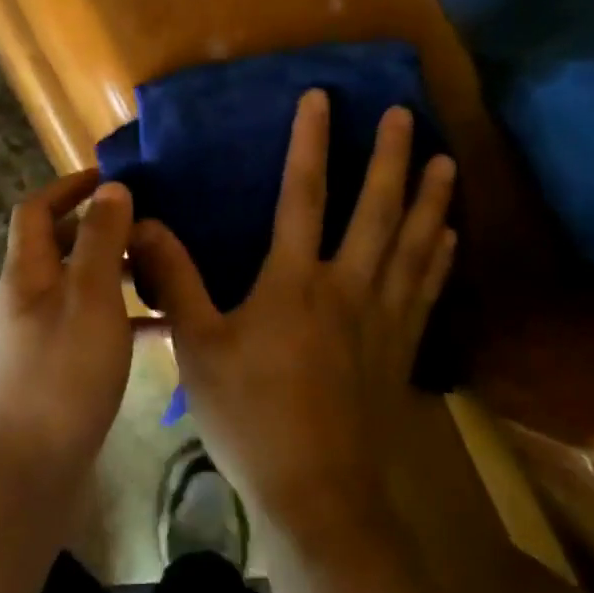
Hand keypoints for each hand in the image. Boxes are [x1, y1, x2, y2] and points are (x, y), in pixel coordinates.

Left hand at [0, 169, 135, 494]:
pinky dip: (125, 315)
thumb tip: (112, 189)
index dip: (71, 186)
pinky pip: (96, 323)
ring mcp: (44, 332)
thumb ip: (101, 240)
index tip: (115, 179)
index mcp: (28, 271)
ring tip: (164, 268)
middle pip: (63, 243)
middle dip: (103, 227)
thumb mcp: (89, 298)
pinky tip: (164, 325)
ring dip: (119, 270)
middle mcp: (30, 295)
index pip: (38, 209)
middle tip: (151, 224)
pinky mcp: (62, 365)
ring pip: (84, 284)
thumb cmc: (62, 374)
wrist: (31, 472)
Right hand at [131, 92, 457, 546]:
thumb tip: (144, 225)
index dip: (310, 143)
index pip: (302, 195)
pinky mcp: (400, 350)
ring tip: (447, 161)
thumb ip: (175, 280)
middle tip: (405, 114)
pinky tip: (449, 236)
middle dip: (390, 158)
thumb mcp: (198, 347)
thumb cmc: (250, 417)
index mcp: (294, 281)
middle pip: (376, 210)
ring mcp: (381, 319)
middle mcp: (346, 287)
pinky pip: (425, 290)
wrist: (318, 494)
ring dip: (431, 199)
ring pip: (413, 245)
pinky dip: (438, 257)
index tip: (319, 98)